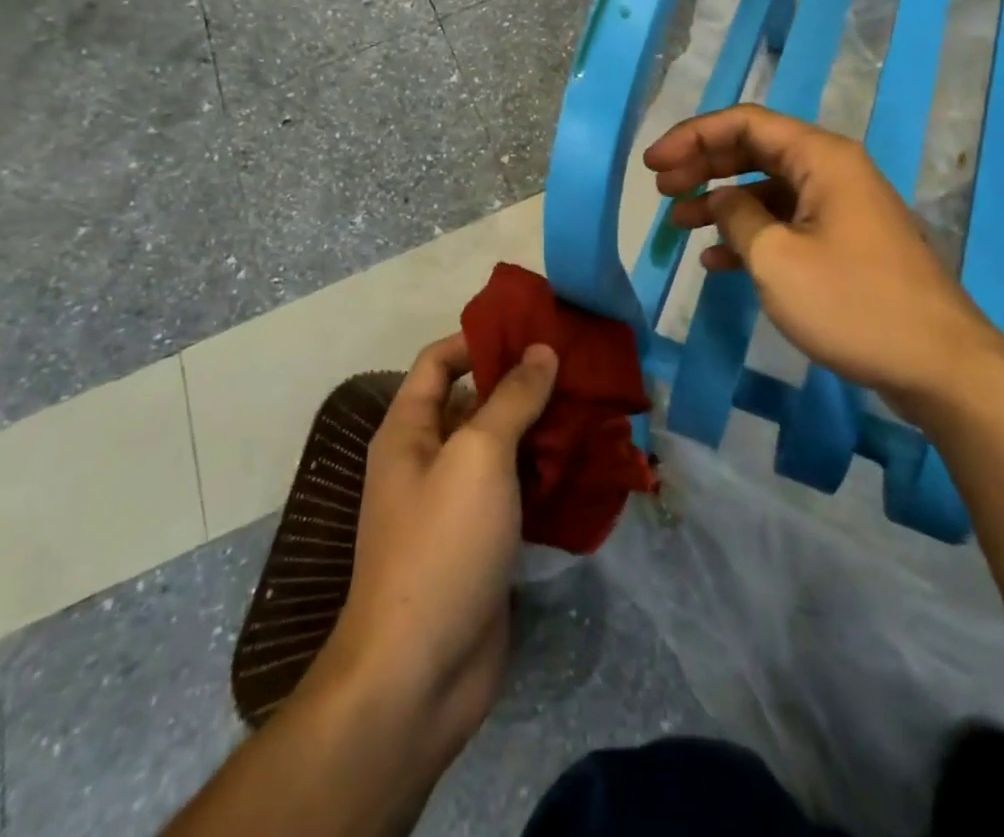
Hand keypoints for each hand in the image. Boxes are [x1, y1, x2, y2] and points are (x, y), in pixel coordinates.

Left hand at [312, 332, 558, 772]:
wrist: (419, 675)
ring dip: (542, 429)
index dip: (480, 338)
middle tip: (580, 366)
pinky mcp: (483, 540)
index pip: (440, 360)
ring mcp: (455, 503)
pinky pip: (516, 490)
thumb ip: (511, 398)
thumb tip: (541, 350)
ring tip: (594, 407)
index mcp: (409, 429)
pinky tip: (588, 464)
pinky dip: (546, 474)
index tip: (533, 328)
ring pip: (502, 447)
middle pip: (476, 402)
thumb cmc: (441, 544)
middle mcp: (427, 458)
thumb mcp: (478, 456)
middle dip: (523, 383)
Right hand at [644, 105, 1003, 416]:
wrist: (939, 364)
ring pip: (766, 189)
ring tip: (677, 221)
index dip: (692, 136)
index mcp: (821, 158)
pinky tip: (715, 258)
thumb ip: (737, 217)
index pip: (745, 123)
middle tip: (660, 188)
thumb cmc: (853, 303)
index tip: (652, 164)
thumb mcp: (777, 259)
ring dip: (720, 201)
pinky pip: (785, 223)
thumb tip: (722, 199)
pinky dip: (748, 234)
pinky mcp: (844, 243)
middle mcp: (832, 171)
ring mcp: (840, 208)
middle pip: (754, 150)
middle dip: (703, 165)